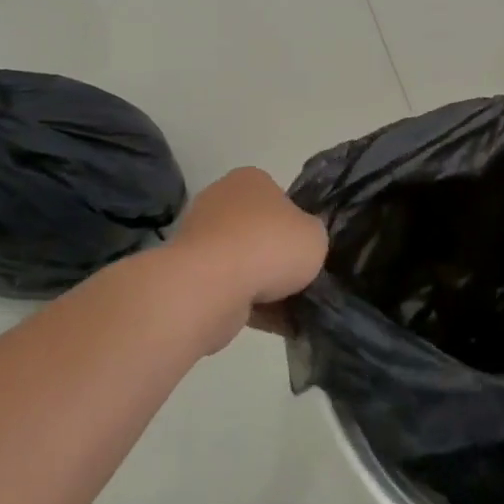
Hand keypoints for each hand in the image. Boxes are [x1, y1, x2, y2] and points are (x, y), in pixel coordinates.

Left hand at [166, 167, 326, 337]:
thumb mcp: (316, 235)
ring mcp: (199, 237)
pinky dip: (248, 303)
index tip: (304, 247)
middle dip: (274, 255)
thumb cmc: (268, 246)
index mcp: (250, 180)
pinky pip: (227, 287)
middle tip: (297, 278)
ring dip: (262, 283)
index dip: (295, 224)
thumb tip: (300, 243)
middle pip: (257, 230)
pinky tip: (272, 323)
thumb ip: (312, 234)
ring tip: (289, 307)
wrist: (212, 286)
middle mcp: (220, 200)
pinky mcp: (188, 274)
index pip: (278, 197)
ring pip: (242, 261)